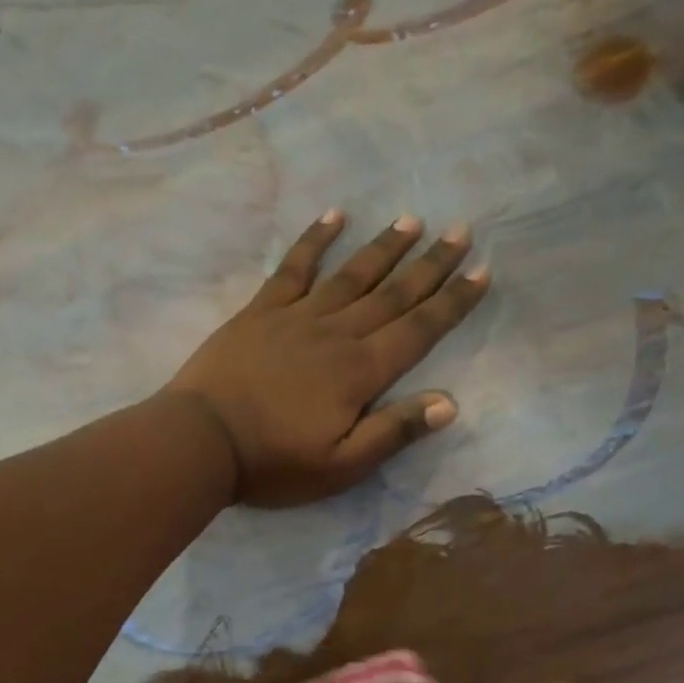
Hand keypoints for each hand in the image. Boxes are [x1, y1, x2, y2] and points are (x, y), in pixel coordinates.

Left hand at [163, 210, 489, 506]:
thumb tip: (448, 402)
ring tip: (411, 220)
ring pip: (351, 275)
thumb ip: (393, 432)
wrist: (201, 440)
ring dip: (383, 248)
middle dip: (430, 265)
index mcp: (360, 372)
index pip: (419, 331)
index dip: (453, 302)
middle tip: (461, 231)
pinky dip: (314, 241)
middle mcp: (336, 334)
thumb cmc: (273, 462)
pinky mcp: (260, 312)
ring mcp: (296, 317)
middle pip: (392, 294)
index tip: (482, 271)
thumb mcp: (340, 466)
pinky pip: (293, 268)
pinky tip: (333, 217)